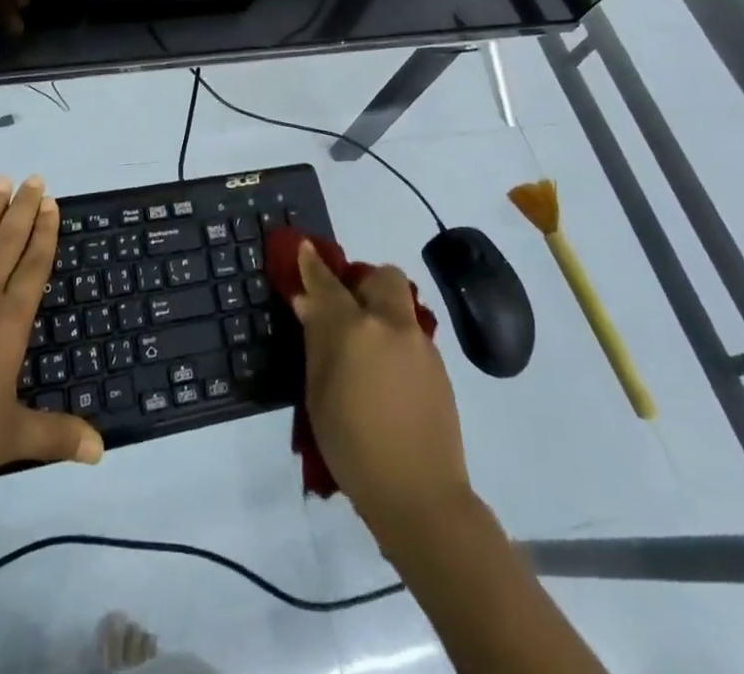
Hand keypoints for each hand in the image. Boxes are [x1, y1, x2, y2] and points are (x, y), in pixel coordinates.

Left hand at [0, 175, 103, 503]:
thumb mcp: (11, 437)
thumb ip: (57, 436)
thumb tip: (101, 450)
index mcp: (8, 324)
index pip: (34, 267)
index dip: (45, 233)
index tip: (52, 203)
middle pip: (6, 244)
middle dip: (23, 210)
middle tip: (35, 179)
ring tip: (0, 180)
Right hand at [289, 241, 473, 535]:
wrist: (420, 496)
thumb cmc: (353, 448)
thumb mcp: (319, 395)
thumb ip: (316, 343)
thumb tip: (309, 305)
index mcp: (353, 330)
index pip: (327, 284)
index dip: (313, 265)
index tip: (304, 248)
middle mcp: (390, 325)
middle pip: (382, 277)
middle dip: (363, 282)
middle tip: (347, 309)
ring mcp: (419, 344)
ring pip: (400, 305)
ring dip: (381, 311)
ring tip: (366, 350)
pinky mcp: (438, 367)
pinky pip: (411, 335)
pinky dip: (395, 341)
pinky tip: (387, 378)